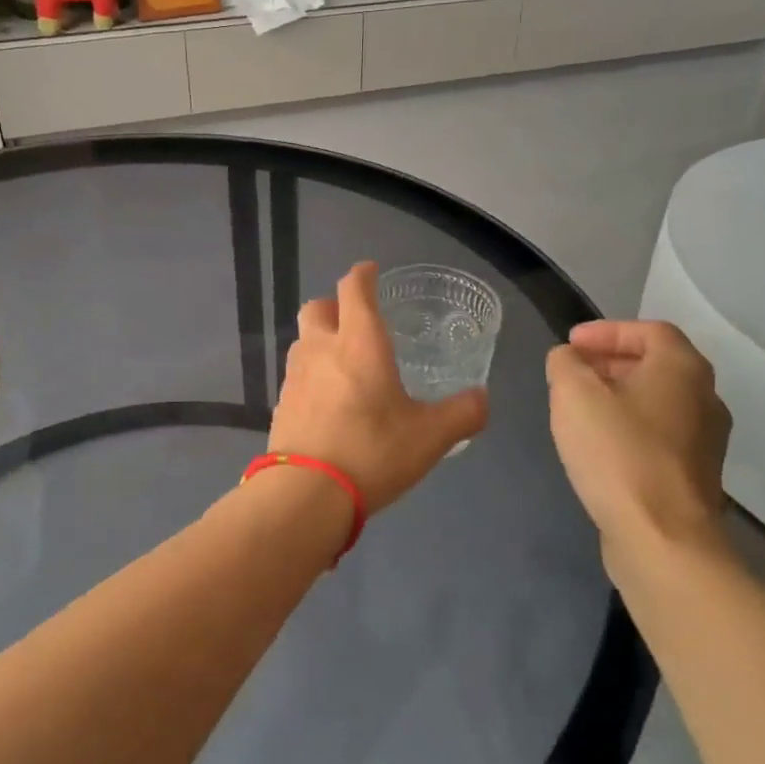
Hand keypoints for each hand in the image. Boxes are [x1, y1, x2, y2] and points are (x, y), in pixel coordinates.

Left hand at [269, 262, 487, 512]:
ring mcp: (296, 376)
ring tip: (344, 362)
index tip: (370, 270)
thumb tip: (483, 398)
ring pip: (304, 340)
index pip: (354, 289)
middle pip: (318, 307)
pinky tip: (328, 400)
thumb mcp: (430, 436)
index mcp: (359, 342)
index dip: (362, 274)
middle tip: (356, 320)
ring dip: (321, 340)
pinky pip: (297, 375)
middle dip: (335, 305)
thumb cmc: (372, 451)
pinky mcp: (282, 404)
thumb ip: (462, 413)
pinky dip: (312, 375)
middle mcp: (321, 348)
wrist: (306, 493)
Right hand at [546, 321, 732, 576]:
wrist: (662, 538)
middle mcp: (705, 398)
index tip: (570, 345)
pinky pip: (659, 435)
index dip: (606, 331)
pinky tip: (599, 445)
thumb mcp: (574, 394)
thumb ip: (565, 364)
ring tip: (579, 408)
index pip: (648, 330)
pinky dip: (629, 427)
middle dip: (610, 362)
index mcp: (682, 368)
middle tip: (572, 372)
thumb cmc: (618, 452)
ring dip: (618, 396)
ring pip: (658, 402)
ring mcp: (706, 441)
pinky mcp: (695, 476)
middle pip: (656, 364)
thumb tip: (568, 359)